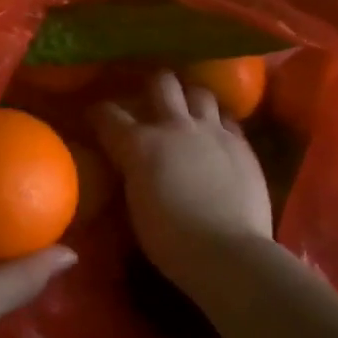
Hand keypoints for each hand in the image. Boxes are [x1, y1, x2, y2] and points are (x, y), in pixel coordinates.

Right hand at [92, 70, 273, 296]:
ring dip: (190, 99)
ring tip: (189, 111)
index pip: (108, 114)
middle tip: (151, 100)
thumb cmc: (171, 241)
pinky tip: (217, 134)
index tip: (96, 118)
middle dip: (153, 86)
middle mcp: (174, 126)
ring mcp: (211, 131)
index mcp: (139, 144)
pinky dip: (218, 122)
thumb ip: (132, 173)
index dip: (98, 113)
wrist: (228, 254)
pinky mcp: (241, 144)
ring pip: (199, 92)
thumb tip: (129, 165)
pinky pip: (228, 119)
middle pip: (161, 83)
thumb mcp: (135, 205)